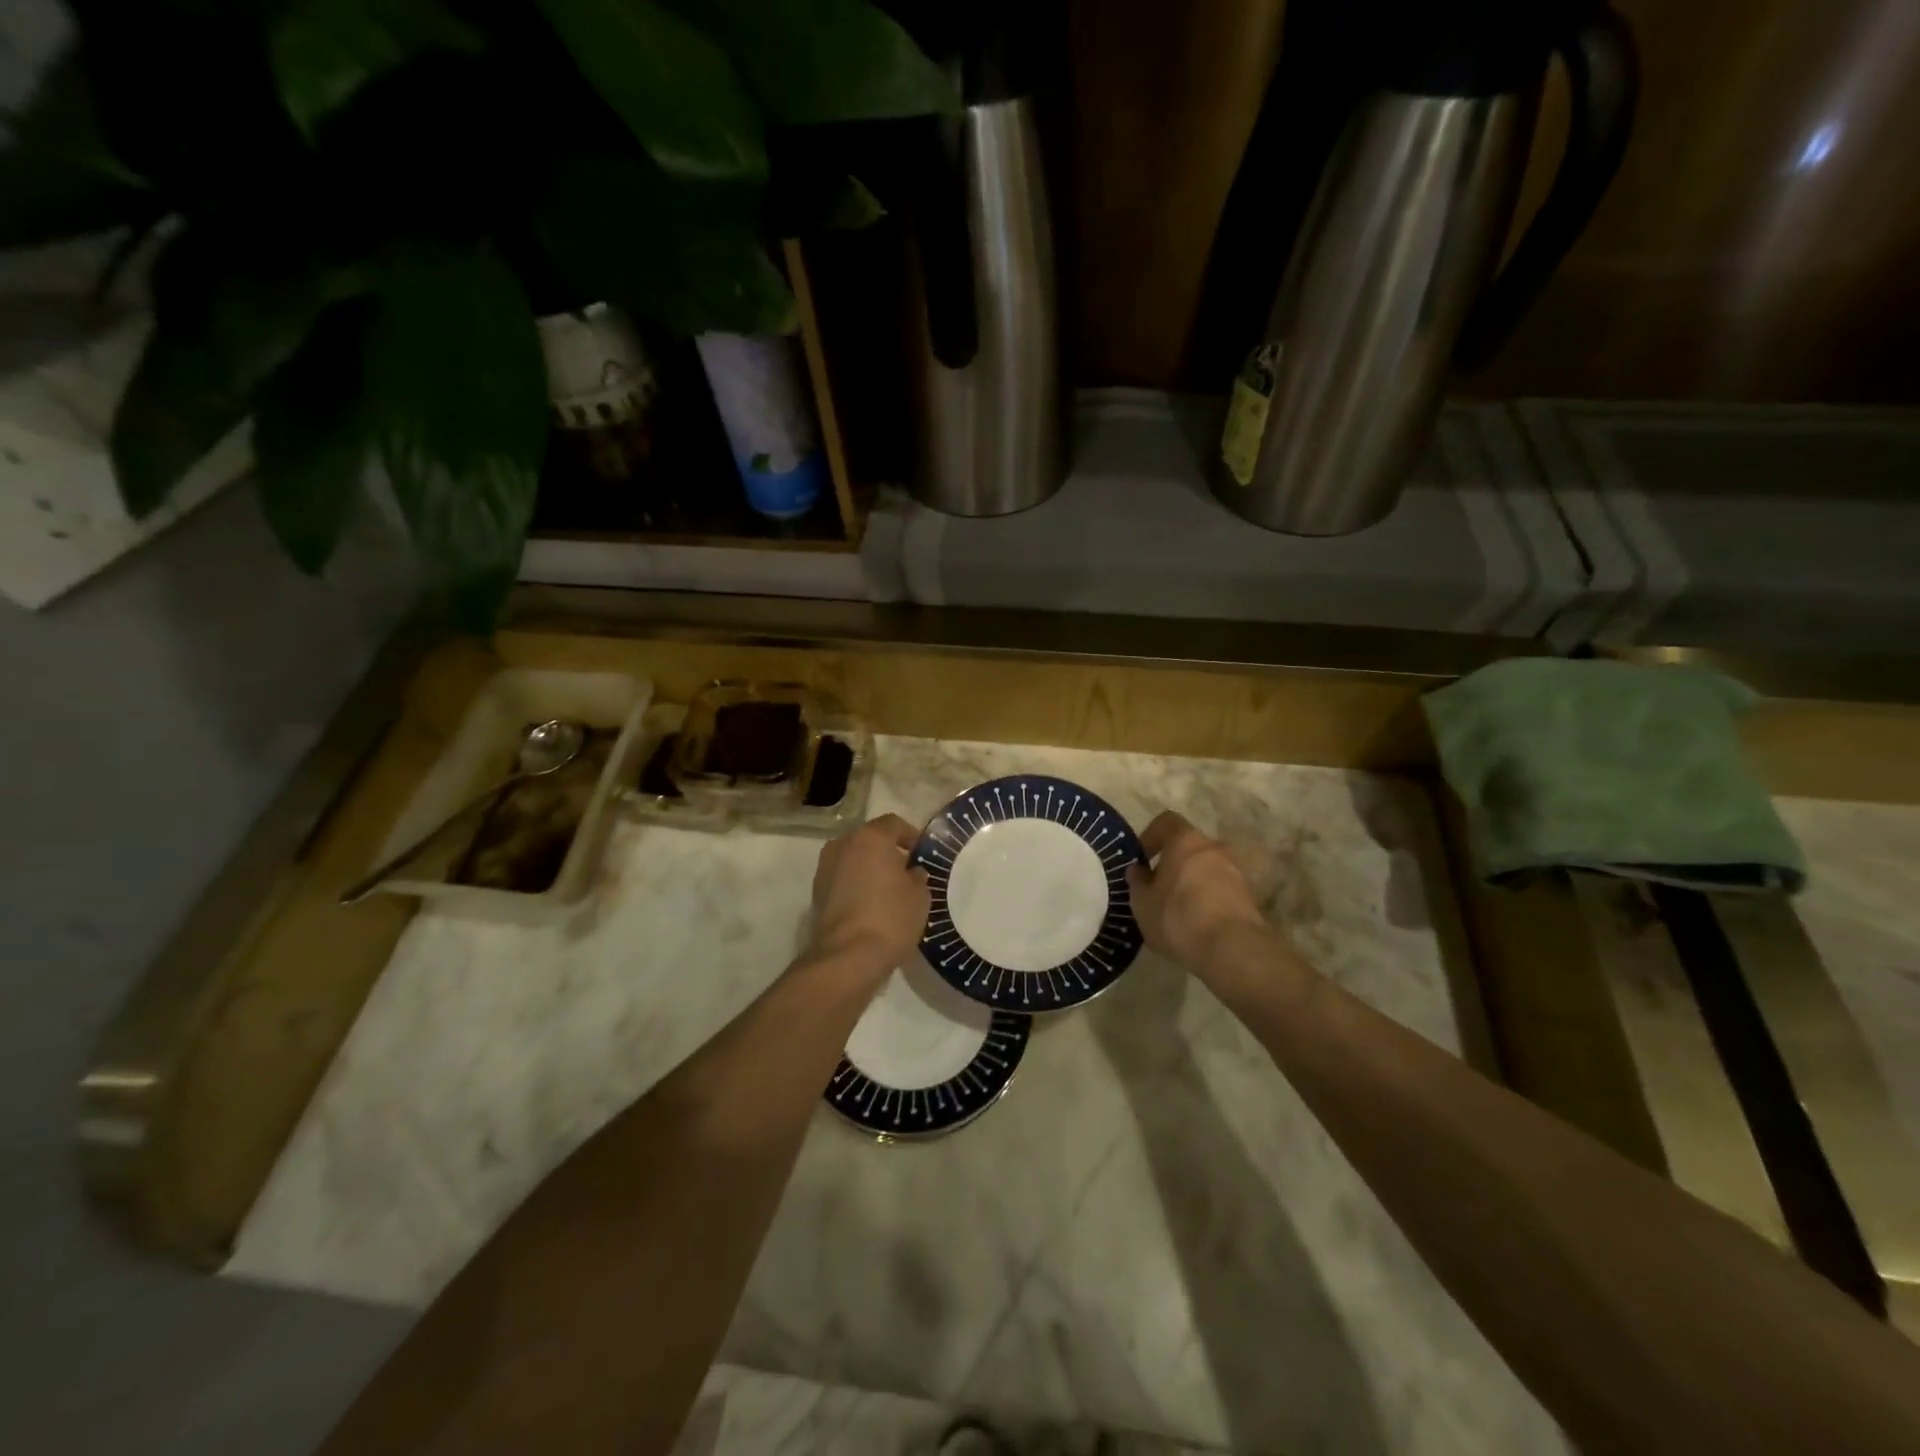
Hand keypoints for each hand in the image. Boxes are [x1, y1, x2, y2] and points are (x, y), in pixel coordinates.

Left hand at [806, 813, 930, 979]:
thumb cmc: (891, 918)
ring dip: (868, 867)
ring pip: (853, 858)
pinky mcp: (816, 893)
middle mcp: (842, 845)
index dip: (910, 835)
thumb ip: (917, 877)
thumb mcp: (920, 896)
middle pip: (869, 839)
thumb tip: (912, 873)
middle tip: (905, 871)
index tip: (921, 853)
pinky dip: (855, 884)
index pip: (893, 823)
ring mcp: (825, 868)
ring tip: (887, 889)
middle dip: (887, 851)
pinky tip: (870, 904)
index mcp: (870, 838)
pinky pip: (842, 878)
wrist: (847, 957)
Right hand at [1126, 811, 1272, 974]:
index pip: (1166, 822)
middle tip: (1158, 889)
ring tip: (1177, 911)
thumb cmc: (1178, 917)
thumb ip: (1138, 882)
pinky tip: (1197, 924)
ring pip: (1207, 869)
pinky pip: (1221, 890)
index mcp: (1185, 841)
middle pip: (1189, 847)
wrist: (1232, 949)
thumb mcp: (1142, 903)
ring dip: (1192, 882)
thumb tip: (1138, 871)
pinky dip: (1208, 899)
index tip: (1142, 859)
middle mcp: (1214, 848)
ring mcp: (1236, 871)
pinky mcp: (1249, 896)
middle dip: (1173, 864)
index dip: (1151, 836)